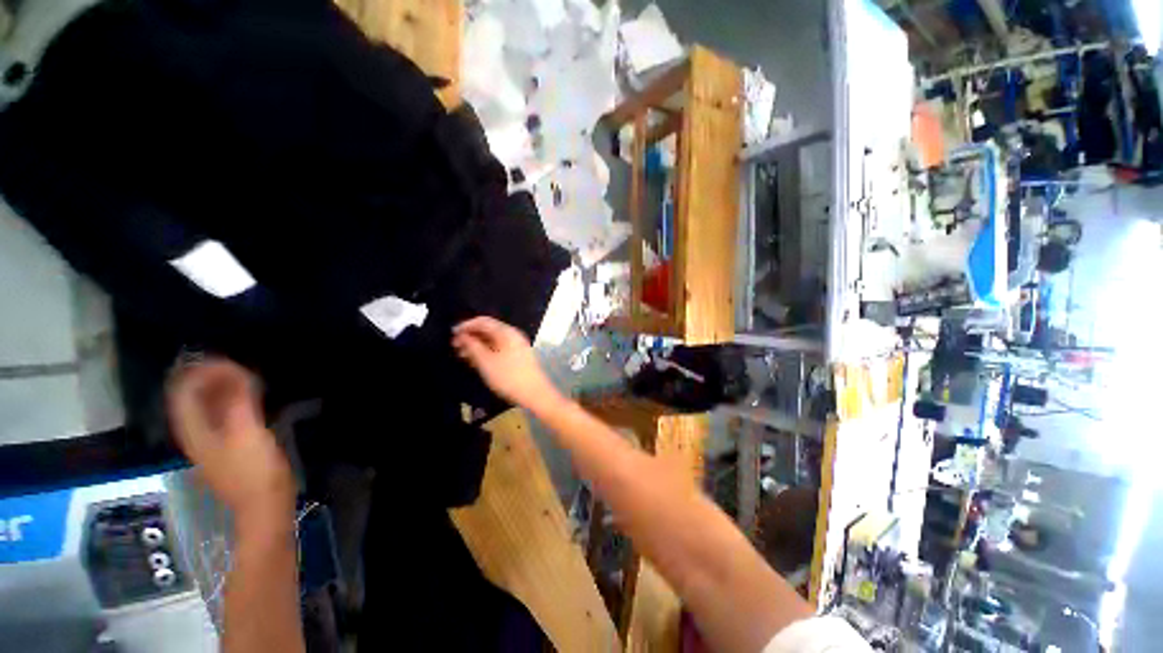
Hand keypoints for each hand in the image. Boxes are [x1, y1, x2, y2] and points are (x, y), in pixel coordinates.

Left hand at [167, 358, 295, 533]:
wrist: (264, 507)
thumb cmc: (255, 472)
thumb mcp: (248, 434)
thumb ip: (239, 403)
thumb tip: (236, 372)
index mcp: (194, 431)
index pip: (184, 390)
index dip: (202, 372)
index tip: (232, 363)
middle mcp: (196, 433)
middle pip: (193, 397)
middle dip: (212, 377)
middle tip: (242, 366)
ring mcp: (211, 442)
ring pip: (208, 406)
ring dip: (223, 388)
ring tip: (248, 377)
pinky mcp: (228, 447)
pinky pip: (222, 416)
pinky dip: (232, 401)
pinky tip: (251, 398)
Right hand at [452, 317, 560, 412]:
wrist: (534, 393)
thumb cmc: (508, 376)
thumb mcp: (486, 362)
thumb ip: (472, 346)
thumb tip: (462, 335)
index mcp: (506, 332)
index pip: (483, 321)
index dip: (466, 325)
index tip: (452, 334)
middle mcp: (513, 335)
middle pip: (488, 330)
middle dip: (470, 336)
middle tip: (454, 346)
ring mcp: (517, 345)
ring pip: (493, 340)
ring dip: (477, 345)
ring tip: (461, 355)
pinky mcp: (518, 356)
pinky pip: (498, 348)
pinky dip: (486, 352)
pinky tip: (476, 361)